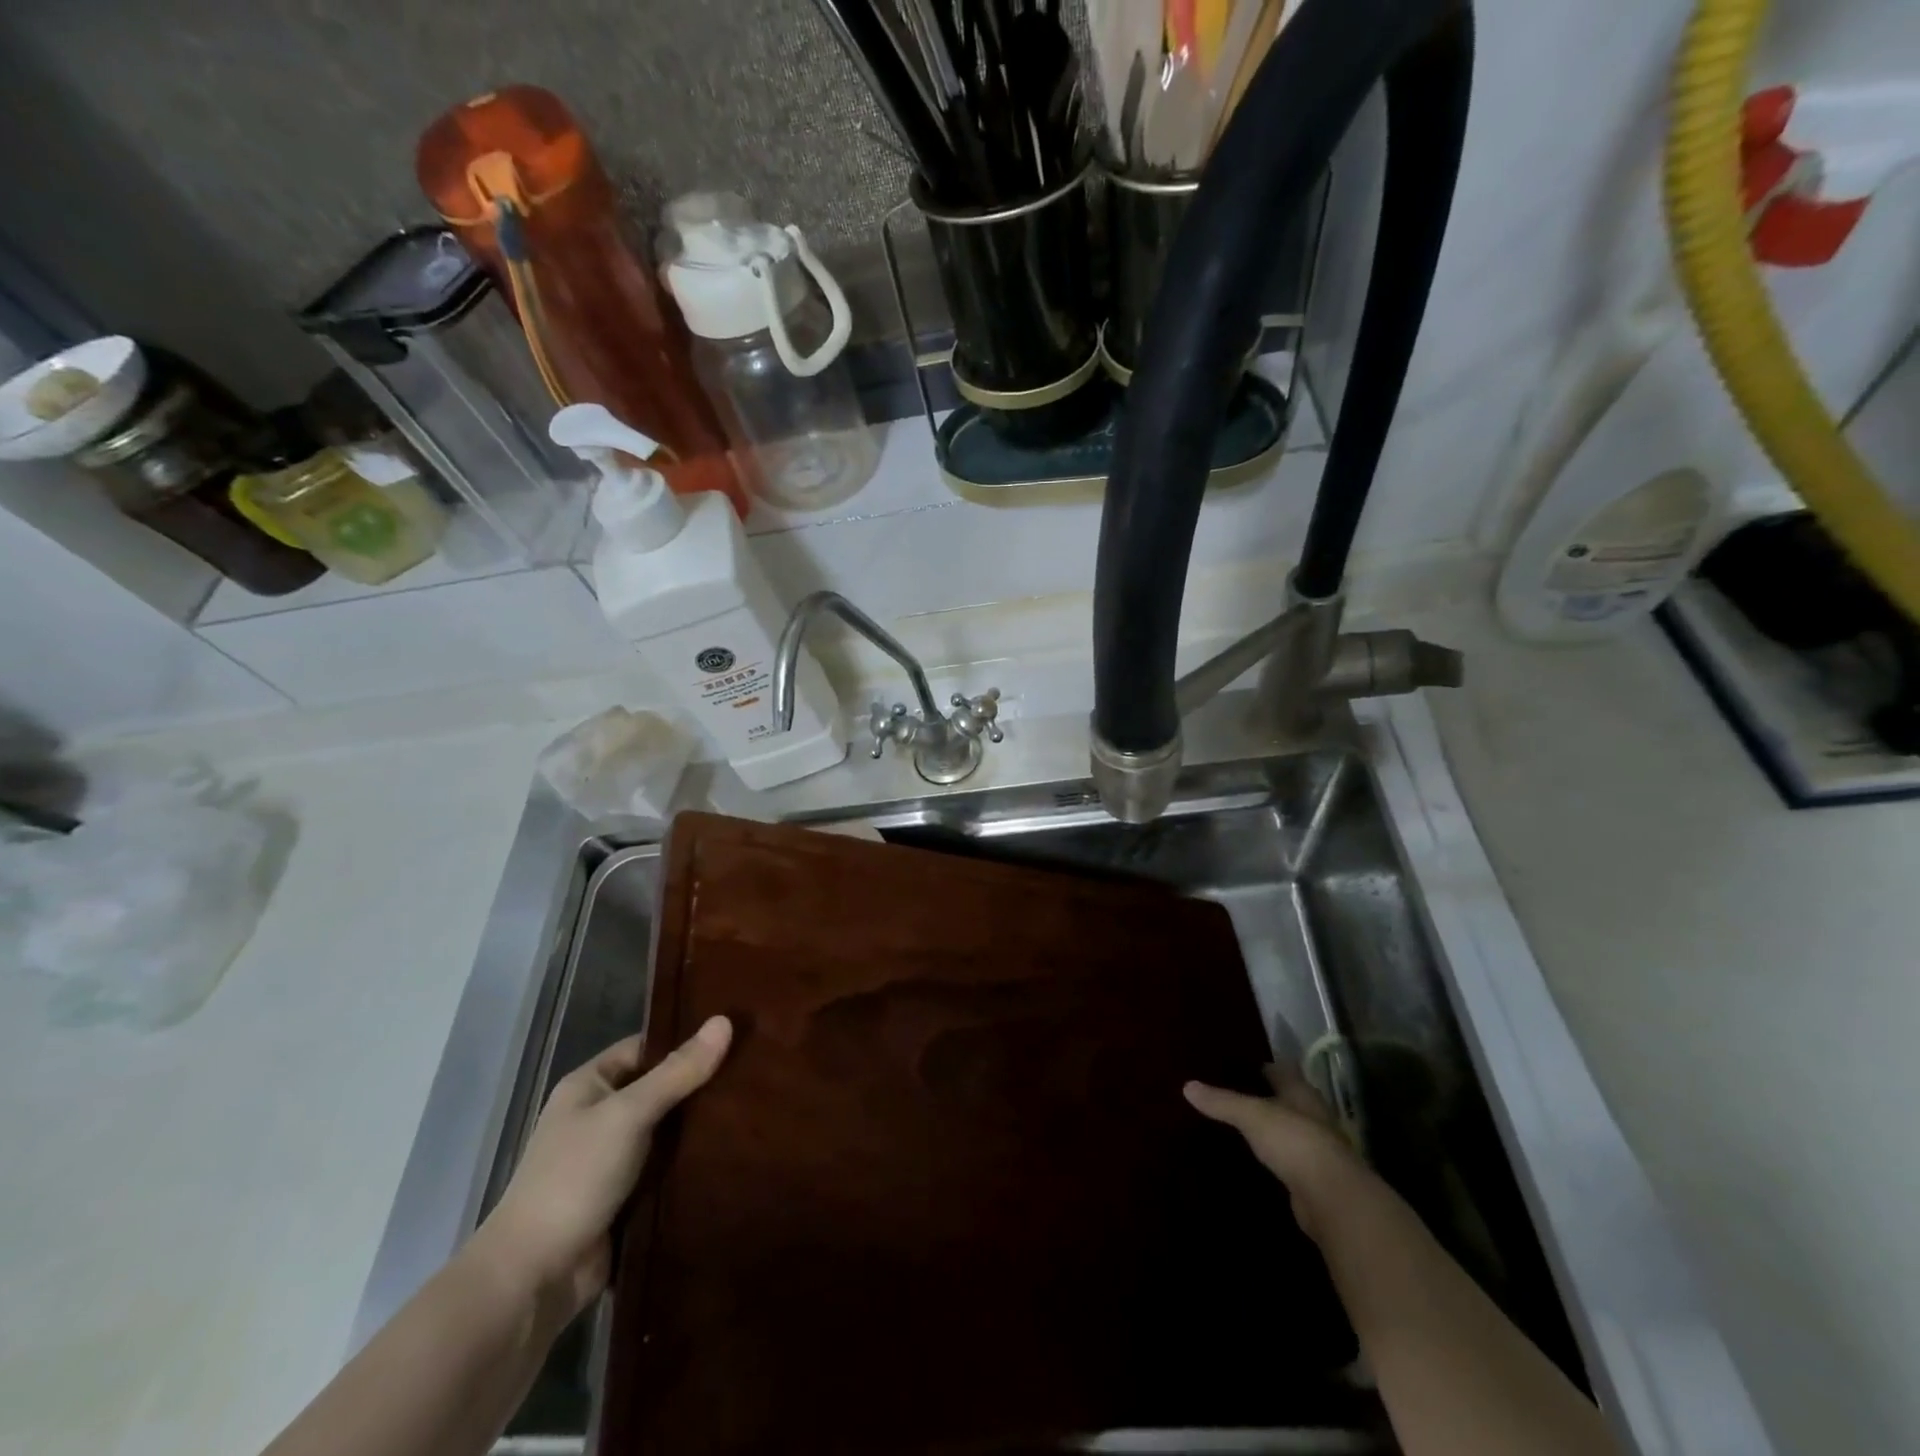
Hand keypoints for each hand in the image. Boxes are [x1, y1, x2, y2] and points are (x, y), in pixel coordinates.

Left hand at [478, 1016, 732, 1315]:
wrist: (533, 1279)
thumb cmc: (574, 1178)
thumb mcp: (628, 1114)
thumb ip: (677, 1072)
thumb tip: (725, 1020)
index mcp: (589, 1086)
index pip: (645, 1047)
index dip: (685, 1039)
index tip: (734, 1034)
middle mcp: (599, 1116)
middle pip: (660, 1087)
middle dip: (700, 1083)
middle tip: (755, 1070)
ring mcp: (613, 1159)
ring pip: (667, 1129)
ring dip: (700, 1125)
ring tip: (755, 1106)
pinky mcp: (627, 1197)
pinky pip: (667, 1167)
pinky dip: (692, 1161)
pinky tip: (734, 1150)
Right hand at [1184, 1062, 1369, 1237]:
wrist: (1333, 1199)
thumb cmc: (1294, 1141)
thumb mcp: (1252, 1115)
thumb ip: (1222, 1101)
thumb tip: (1187, 1086)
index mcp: (1301, 1093)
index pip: (1281, 1070)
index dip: (1261, 1066)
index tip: (1236, 1065)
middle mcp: (1312, 1116)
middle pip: (1287, 1100)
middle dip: (1265, 1097)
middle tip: (1232, 1093)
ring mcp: (1316, 1149)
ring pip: (1288, 1130)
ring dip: (1270, 1129)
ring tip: (1239, 1125)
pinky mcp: (1313, 1179)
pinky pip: (1288, 1160)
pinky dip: (1273, 1157)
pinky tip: (1254, 1159)